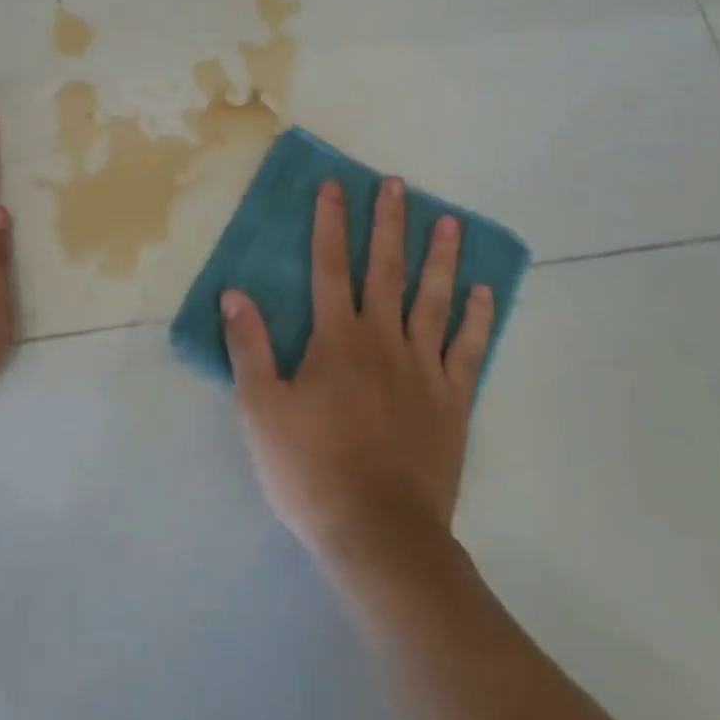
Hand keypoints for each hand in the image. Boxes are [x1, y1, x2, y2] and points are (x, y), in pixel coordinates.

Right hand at [221, 176, 494, 563]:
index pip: (330, 265)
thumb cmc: (310, 470)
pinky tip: (485, 293)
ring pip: (434, 300)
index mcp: (337, 338)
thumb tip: (234, 294)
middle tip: (397, 184)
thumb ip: (249, 347)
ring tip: (449, 223)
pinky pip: (469, 350)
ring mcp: (423, 369)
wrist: (379, 535)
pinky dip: (478, 319)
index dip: (330, 223)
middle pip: (386, 269)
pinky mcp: (452, 402)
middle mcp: (383, 340)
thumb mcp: (260, 409)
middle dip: (389, 223)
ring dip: (441, 258)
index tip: (334, 186)